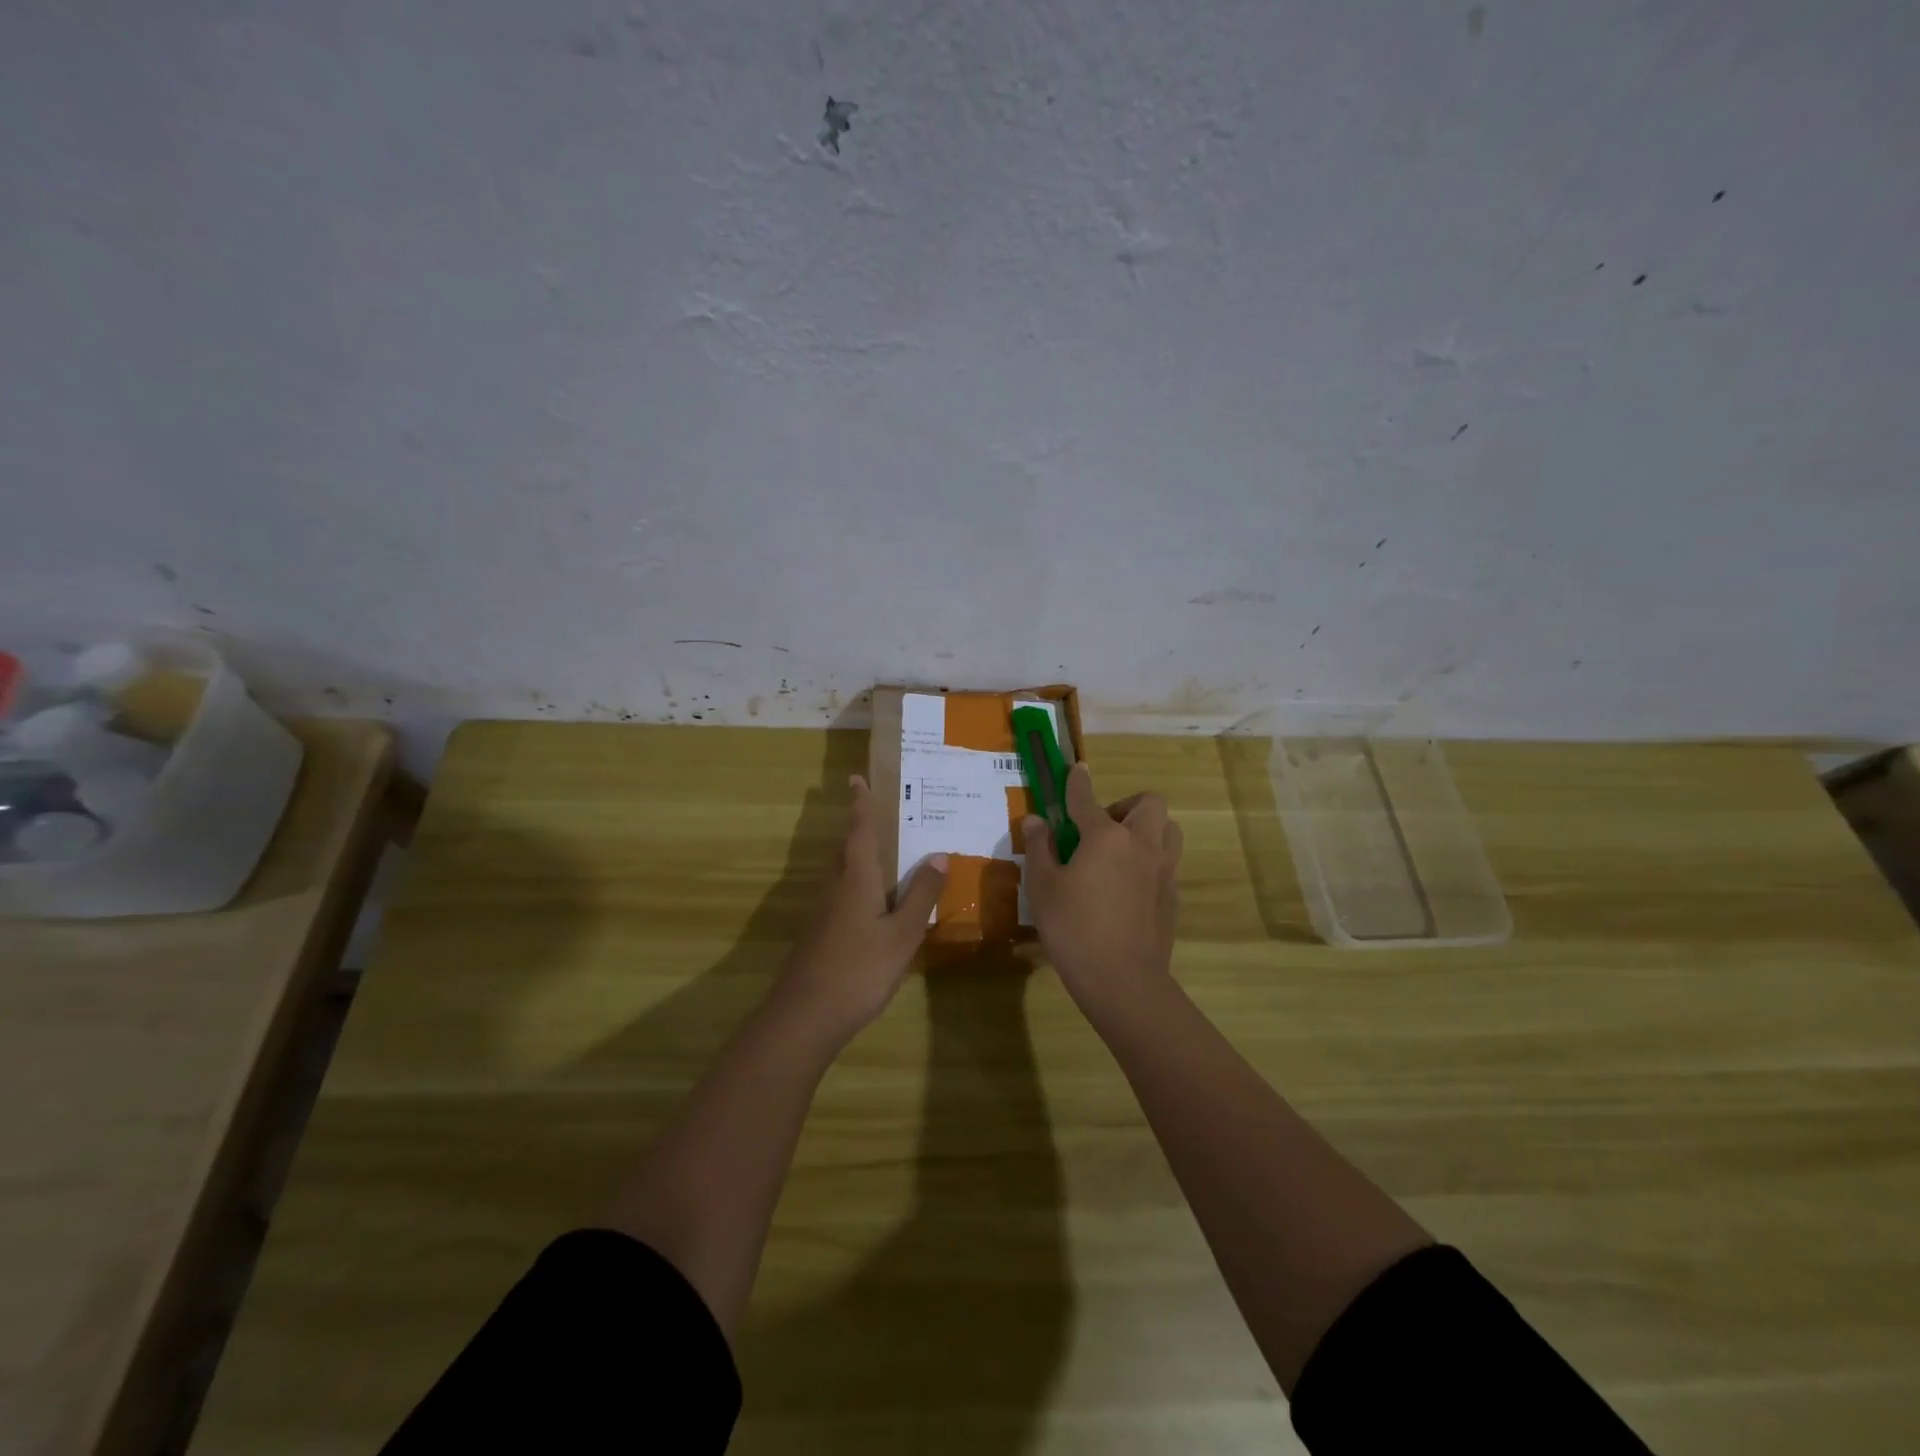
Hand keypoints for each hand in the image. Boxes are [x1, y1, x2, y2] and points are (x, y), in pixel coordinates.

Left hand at [770, 774, 947, 1047]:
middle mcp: (835, 887)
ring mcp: (823, 912)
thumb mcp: (903, 933)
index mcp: (856, 879)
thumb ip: (921, 894)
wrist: (805, 1016)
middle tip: (879, 813)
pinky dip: (858, 885)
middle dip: (859, 828)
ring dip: (858, 857)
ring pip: (842, 873)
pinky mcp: (819, 934)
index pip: (859, 831)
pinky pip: (842, 895)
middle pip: (847, 849)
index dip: (861, 804)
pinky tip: (874, 904)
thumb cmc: (859, 970)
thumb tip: (939, 854)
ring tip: (885, 854)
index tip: (856, 778)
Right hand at [1023, 763, 1182, 1014]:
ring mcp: (1162, 870)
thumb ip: (1039, 848)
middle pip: (1149, 803)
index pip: (1087, 799)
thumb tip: (1036, 820)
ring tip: (1120, 851)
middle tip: (1101, 828)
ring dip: (1147, 828)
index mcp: (1106, 837)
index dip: (1078, 782)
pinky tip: (1128, 885)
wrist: (1123, 980)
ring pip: (1168, 829)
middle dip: (1126, 805)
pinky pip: (1167, 862)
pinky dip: (1150, 860)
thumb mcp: (1043, 887)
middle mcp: (1141, 845)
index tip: (1076, 770)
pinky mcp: (1172, 896)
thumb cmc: (1074, 929)